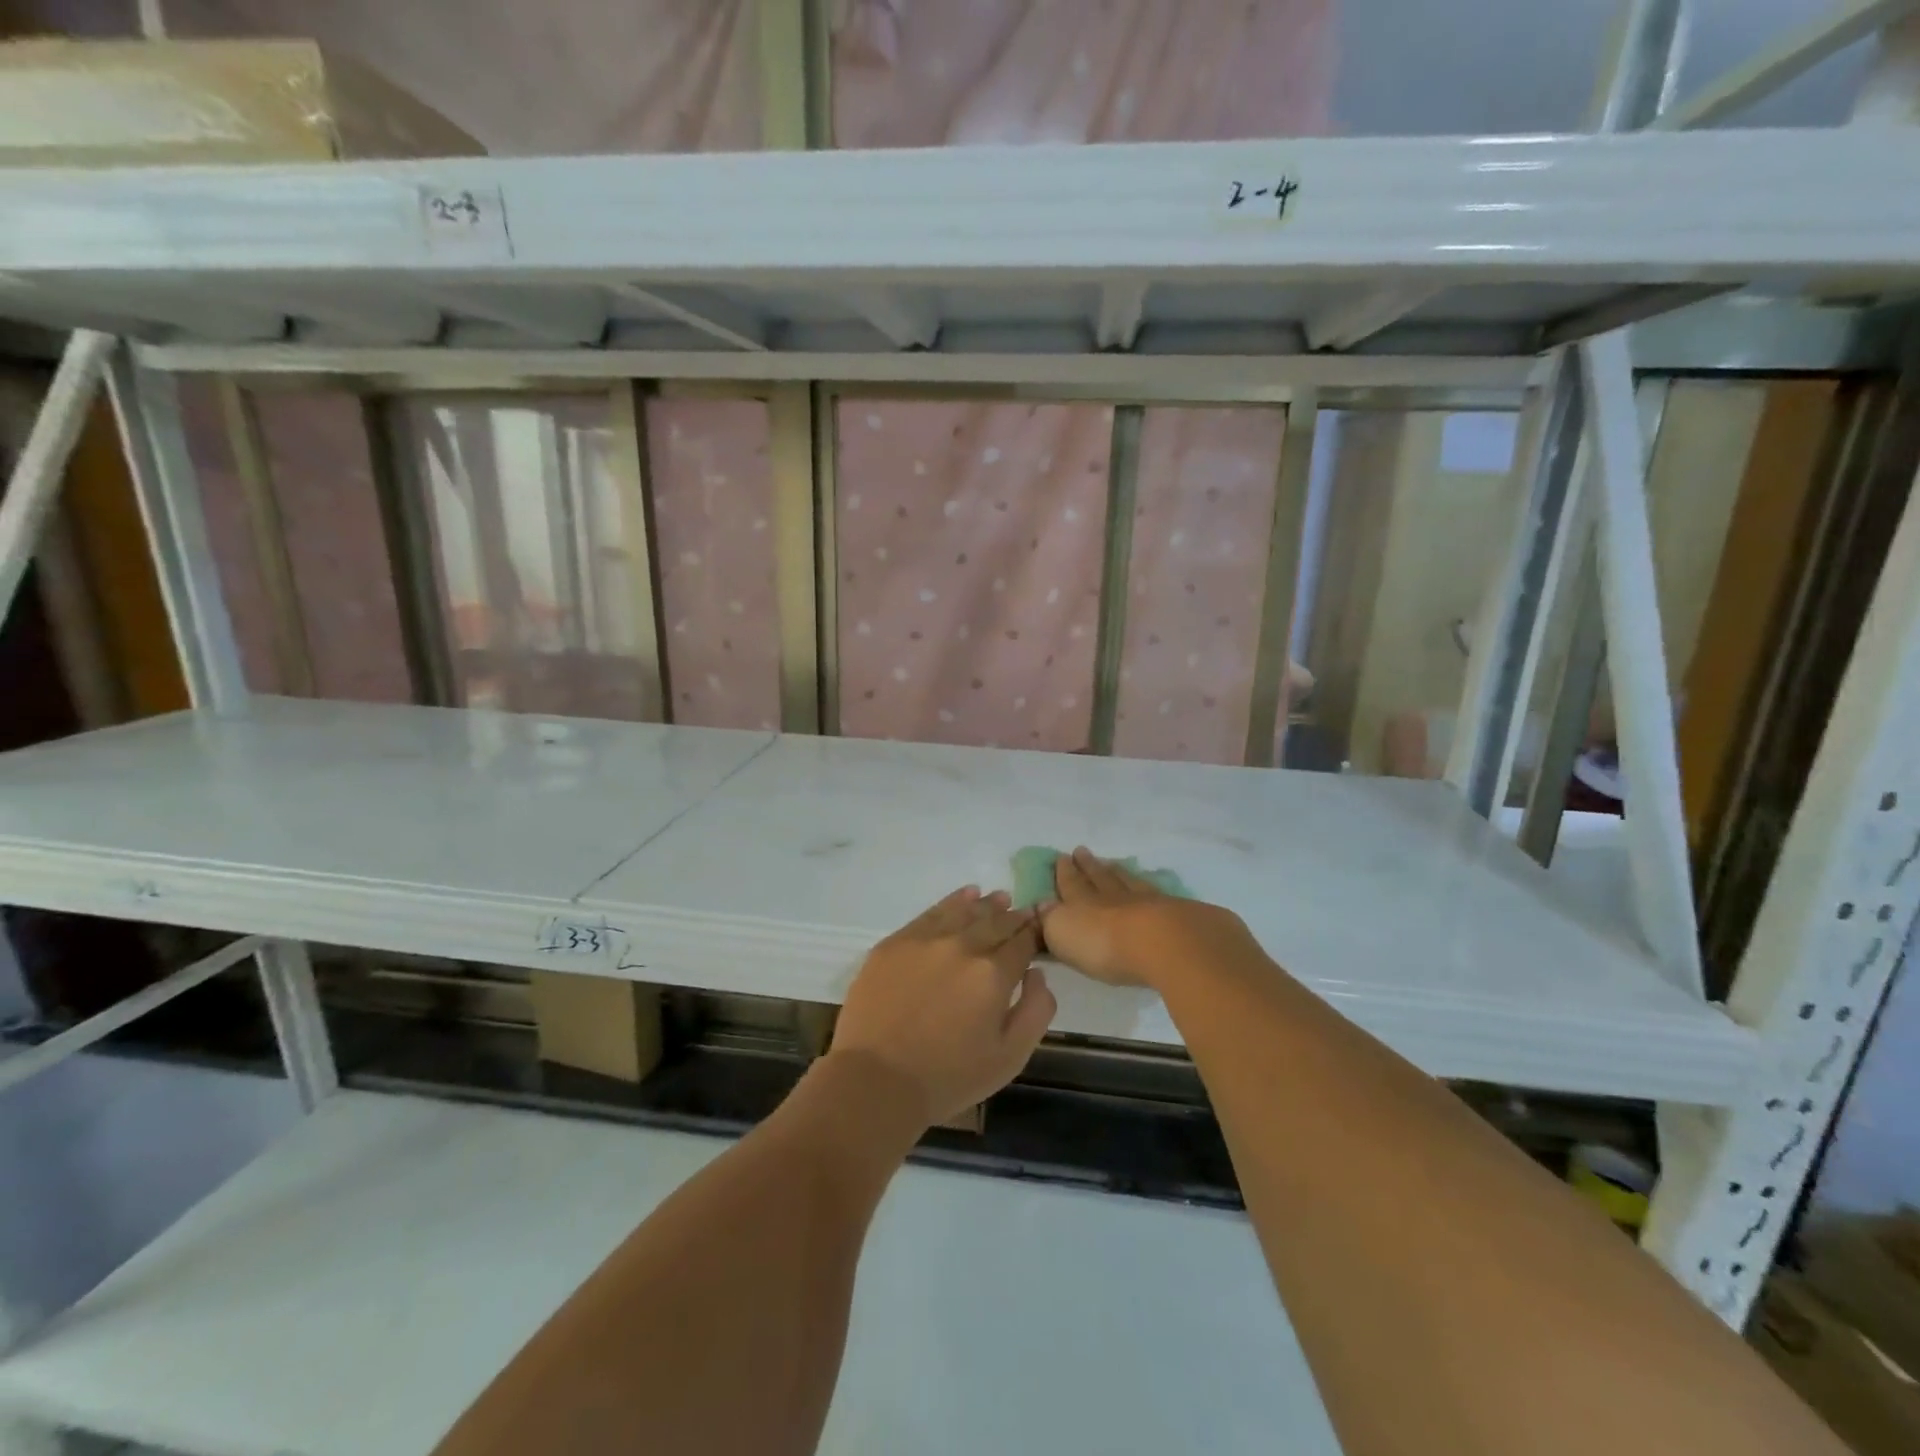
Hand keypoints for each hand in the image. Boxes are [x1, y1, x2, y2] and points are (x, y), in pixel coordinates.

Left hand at [832, 887, 1055, 1126]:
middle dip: (1013, 917)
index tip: (1041, 925)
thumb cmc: (949, 1077)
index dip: (1034, 933)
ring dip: (986, 905)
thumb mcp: (1010, 1057)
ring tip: (998, 899)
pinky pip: (931, 913)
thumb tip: (1037, 974)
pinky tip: (964, 895)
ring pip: (964, 912)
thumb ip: (1036, 1010)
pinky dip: (953, 901)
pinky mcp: (895, 942)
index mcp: (993, 974)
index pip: (1022, 942)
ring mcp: (925, 940)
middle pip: (995, 922)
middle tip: (1023, 912)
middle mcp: (962, 946)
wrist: (877, 1081)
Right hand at [1038, 847, 1261, 991]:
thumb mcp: (1064, 934)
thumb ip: (1051, 920)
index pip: (1071, 884)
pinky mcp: (1180, 914)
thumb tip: (1042, 905)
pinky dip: (1153, 890)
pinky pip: (1160, 896)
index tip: (1062, 857)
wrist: (1166, 944)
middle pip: (1100, 878)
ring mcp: (1150, 903)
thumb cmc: (1106, 944)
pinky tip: (1156, 891)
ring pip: (1130, 882)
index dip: (1065, 873)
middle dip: (1089, 866)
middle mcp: (1115, 897)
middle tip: (1082, 851)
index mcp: (1084, 902)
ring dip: (1119, 873)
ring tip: (1114, 864)